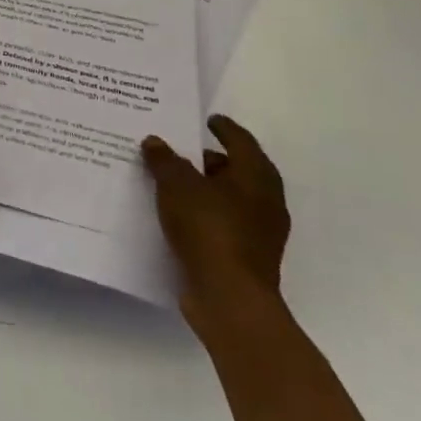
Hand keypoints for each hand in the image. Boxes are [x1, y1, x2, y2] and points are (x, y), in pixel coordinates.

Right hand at [142, 115, 290, 334]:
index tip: (207, 120)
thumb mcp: (176, 185)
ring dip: (205, 190)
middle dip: (209, 160)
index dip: (223, 128)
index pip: (241, 140)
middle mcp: (265, 201)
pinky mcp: (248, 258)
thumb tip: (154, 142)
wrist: (230, 299)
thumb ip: (164, 160)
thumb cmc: (209, 229)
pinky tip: (179, 216)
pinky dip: (204, 215)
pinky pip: (223, 224)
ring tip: (172, 184)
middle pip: (237, 170)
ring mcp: (260, 233)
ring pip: (230, 199)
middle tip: (180, 152)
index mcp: (256, 176)